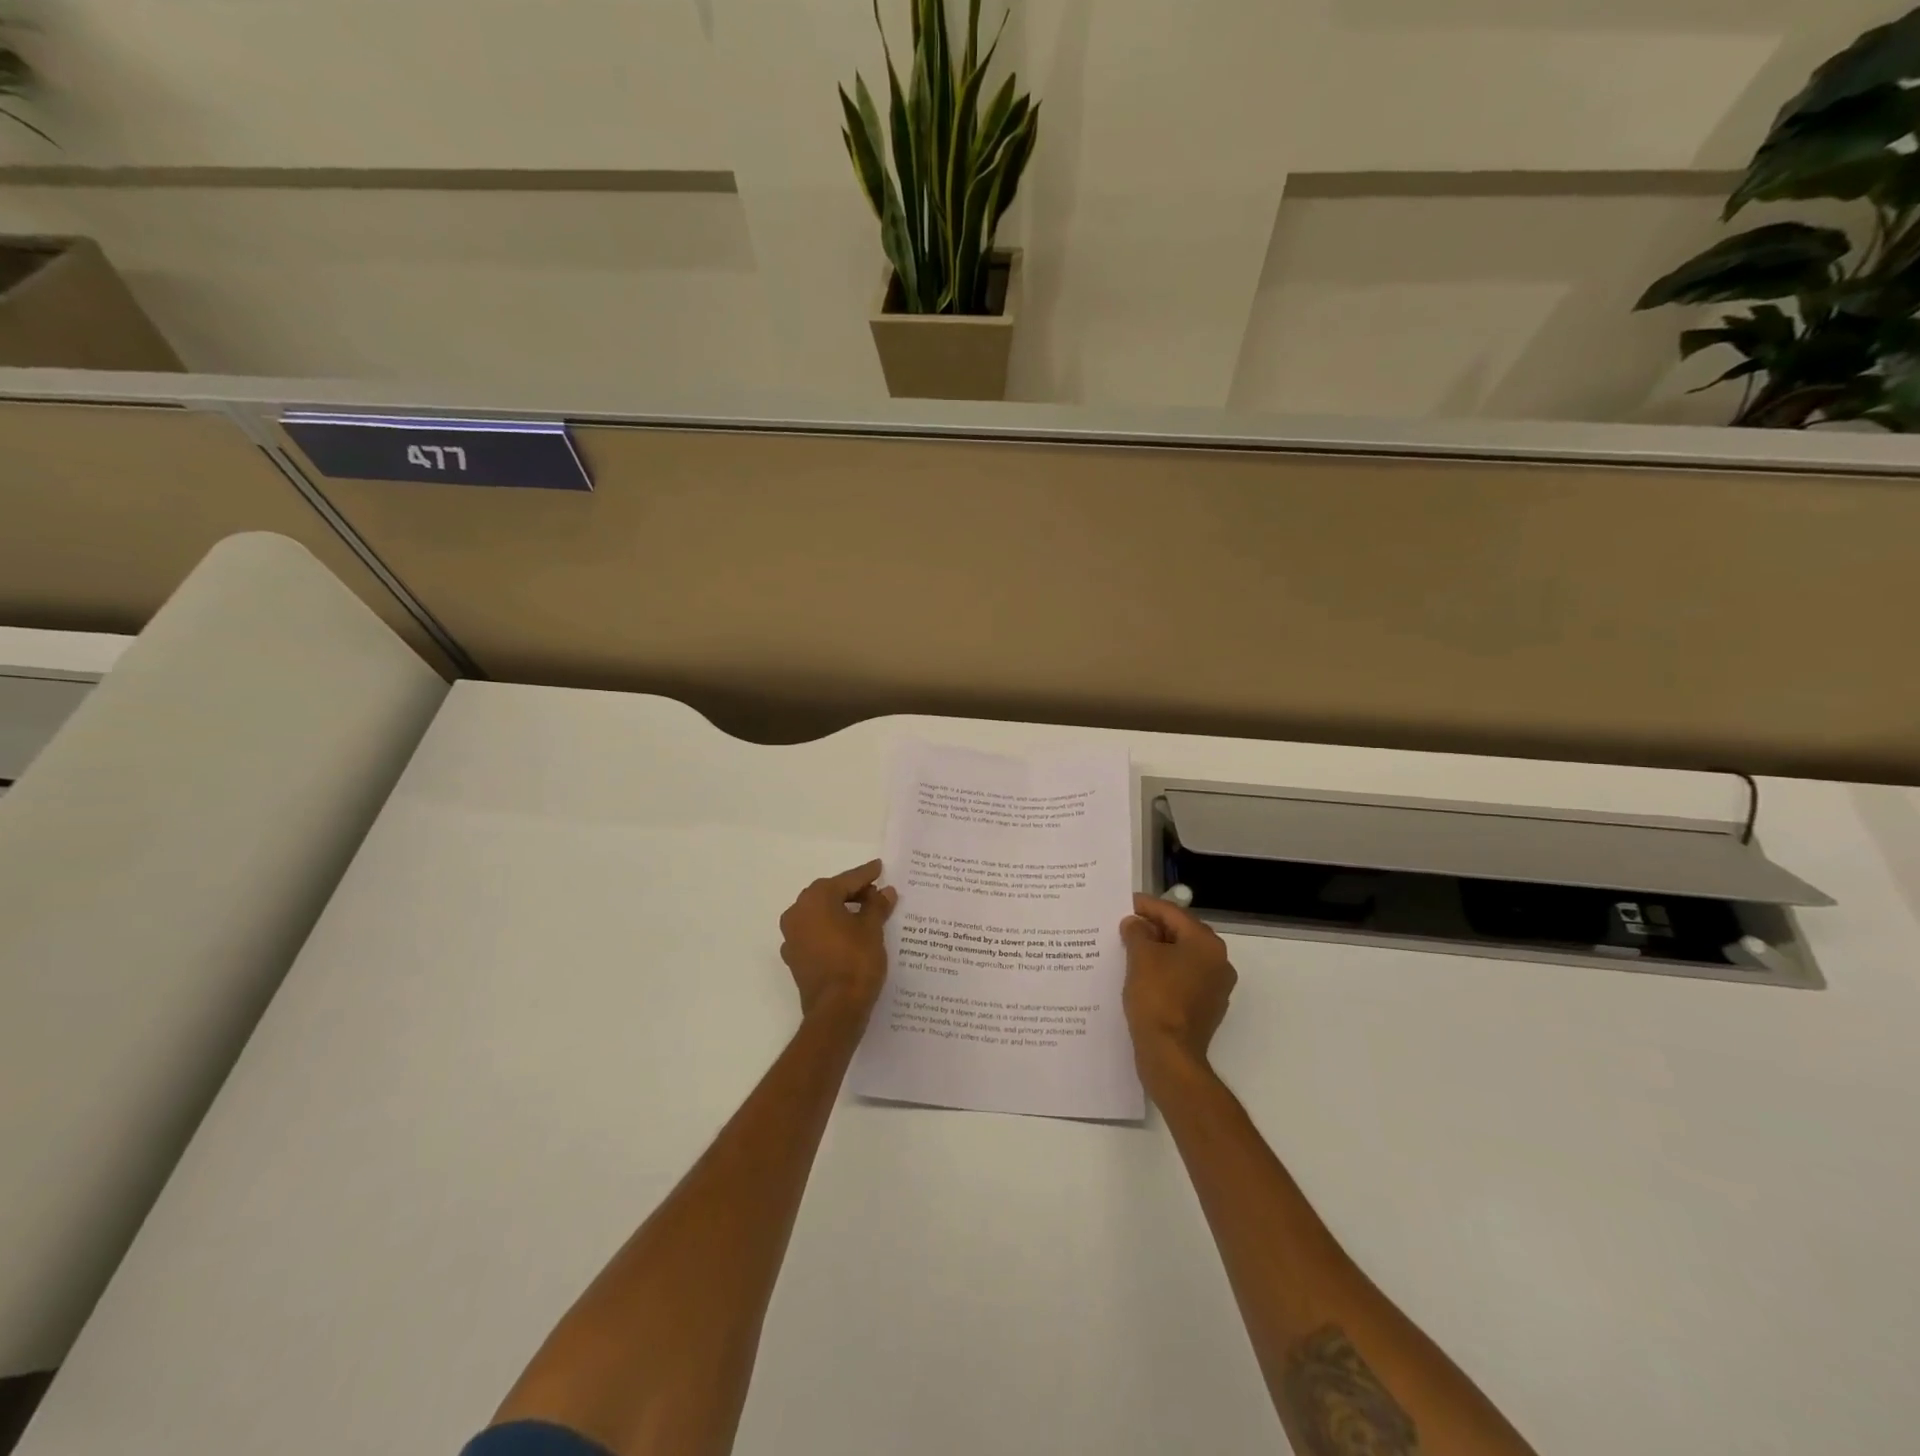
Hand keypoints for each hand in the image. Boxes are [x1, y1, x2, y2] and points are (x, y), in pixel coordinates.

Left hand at [779, 860, 896, 1021]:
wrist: (836, 1010)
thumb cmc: (856, 962)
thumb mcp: (873, 929)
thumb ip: (877, 906)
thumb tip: (884, 891)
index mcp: (817, 898)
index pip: (847, 880)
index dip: (866, 874)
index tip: (879, 867)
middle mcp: (798, 911)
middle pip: (830, 894)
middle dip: (852, 892)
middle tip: (876, 893)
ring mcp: (792, 935)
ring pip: (820, 914)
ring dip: (840, 911)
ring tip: (866, 914)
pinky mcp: (794, 956)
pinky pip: (815, 933)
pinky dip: (831, 930)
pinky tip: (848, 936)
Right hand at [1120, 894, 1236, 1081]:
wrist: (1169, 1053)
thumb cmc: (1156, 997)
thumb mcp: (1140, 956)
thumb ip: (1137, 932)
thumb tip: (1136, 924)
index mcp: (1206, 944)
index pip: (1174, 914)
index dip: (1147, 906)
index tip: (1125, 903)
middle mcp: (1218, 962)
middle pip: (1181, 934)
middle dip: (1153, 928)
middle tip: (1125, 925)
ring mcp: (1215, 988)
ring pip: (1182, 957)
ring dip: (1158, 950)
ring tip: (1129, 949)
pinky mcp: (1206, 1008)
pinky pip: (1183, 978)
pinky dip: (1164, 972)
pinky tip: (1142, 975)